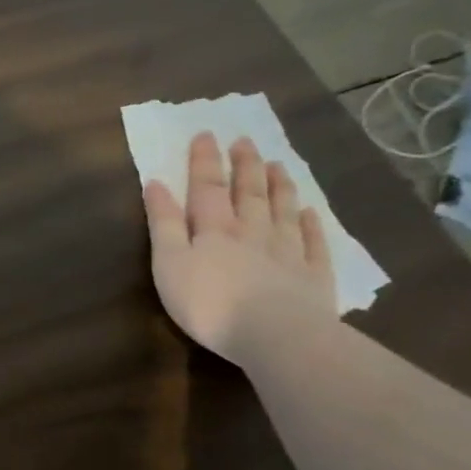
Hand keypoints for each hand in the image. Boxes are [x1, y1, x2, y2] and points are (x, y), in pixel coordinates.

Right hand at [142, 132, 337, 361]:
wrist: (274, 335)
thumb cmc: (209, 303)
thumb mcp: (169, 263)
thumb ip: (164, 224)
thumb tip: (157, 184)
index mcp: (214, 229)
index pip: (207, 187)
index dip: (204, 161)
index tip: (206, 134)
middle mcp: (252, 232)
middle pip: (248, 193)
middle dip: (244, 166)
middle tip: (245, 141)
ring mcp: (287, 252)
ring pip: (282, 211)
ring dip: (278, 186)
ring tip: (277, 164)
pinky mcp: (313, 276)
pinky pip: (313, 243)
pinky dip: (311, 225)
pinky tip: (311, 212)